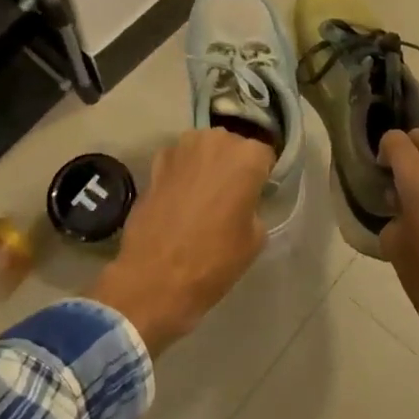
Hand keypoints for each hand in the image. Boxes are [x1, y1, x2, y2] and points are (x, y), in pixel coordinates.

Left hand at [88, 128, 274, 355]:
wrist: (154, 277)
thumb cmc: (213, 260)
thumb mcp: (254, 240)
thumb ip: (254, 207)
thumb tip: (243, 202)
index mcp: (246, 157)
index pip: (264, 156)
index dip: (261, 177)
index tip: (255, 196)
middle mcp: (215, 141)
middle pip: (232, 147)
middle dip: (232, 166)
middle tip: (229, 197)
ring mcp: (182, 147)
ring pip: (203, 149)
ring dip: (206, 165)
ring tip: (202, 197)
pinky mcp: (155, 161)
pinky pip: (178, 160)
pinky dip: (181, 173)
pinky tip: (178, 199)